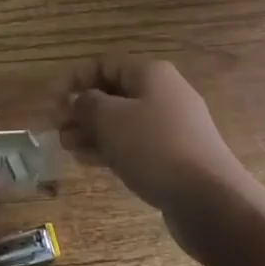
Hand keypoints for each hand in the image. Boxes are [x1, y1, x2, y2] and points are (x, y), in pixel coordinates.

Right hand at [58, 60, 251, 255]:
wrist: (211, 201)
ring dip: (93, 131)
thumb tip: (78, 100)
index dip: (75, 79)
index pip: (105, 65)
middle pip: (114, 93)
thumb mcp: (110, 119)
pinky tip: (88, 161)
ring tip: (66, 147)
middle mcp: (164, 93)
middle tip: (56, 128)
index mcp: (151, 73)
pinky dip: (112, 149)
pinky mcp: (176, 158)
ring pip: (123, 122)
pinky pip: (136, 145)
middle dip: (83, 109)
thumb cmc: (155, 147)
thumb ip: (87, 104)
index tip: (53, 100)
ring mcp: (173, 127)